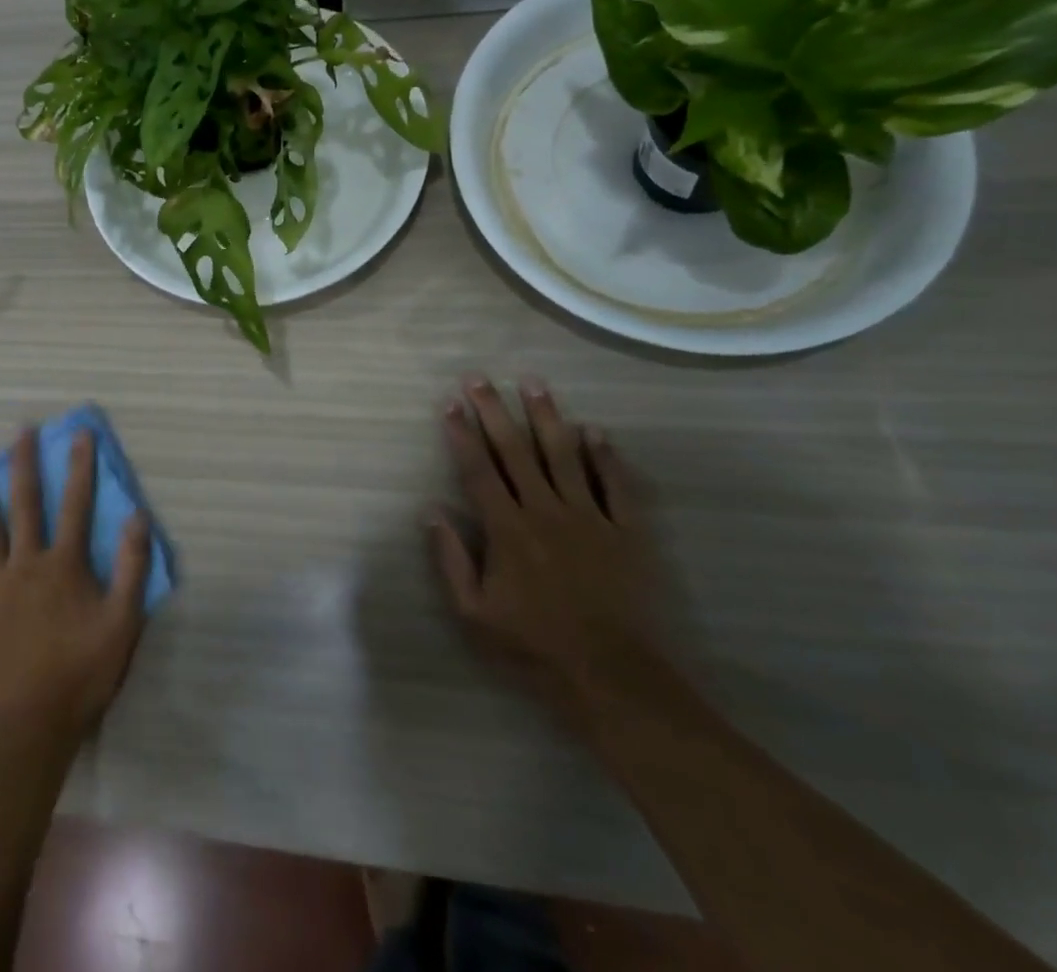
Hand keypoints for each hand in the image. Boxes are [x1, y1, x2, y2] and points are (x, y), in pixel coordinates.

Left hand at [0, 427, 152, 740]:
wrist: (35, 723)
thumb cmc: (85, 669)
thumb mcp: (123, 620)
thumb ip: (133, 567)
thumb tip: (139, 517)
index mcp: (63, 565)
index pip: (75, 504)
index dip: (80, 466)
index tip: (79, 433)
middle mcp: (26, 565)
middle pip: (25, 505)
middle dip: (24, 464)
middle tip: (20, 431)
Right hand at [429, 376, 663, 727]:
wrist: (613, 678)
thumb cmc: (534, 647)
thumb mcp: (474, 614)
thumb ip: (450, 559)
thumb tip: (430, 510)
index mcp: (507, 529)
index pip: (478, 470)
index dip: (462, 434)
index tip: (450, 403)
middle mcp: (545, 511)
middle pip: (515, 451)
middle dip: (494, 411)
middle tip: (480, 378)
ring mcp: (589, 518)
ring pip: (564, 455)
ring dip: (547, 417)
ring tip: (533, 383)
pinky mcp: (626, 532)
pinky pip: (616, 485)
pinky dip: (606, 456)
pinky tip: (595, 430)